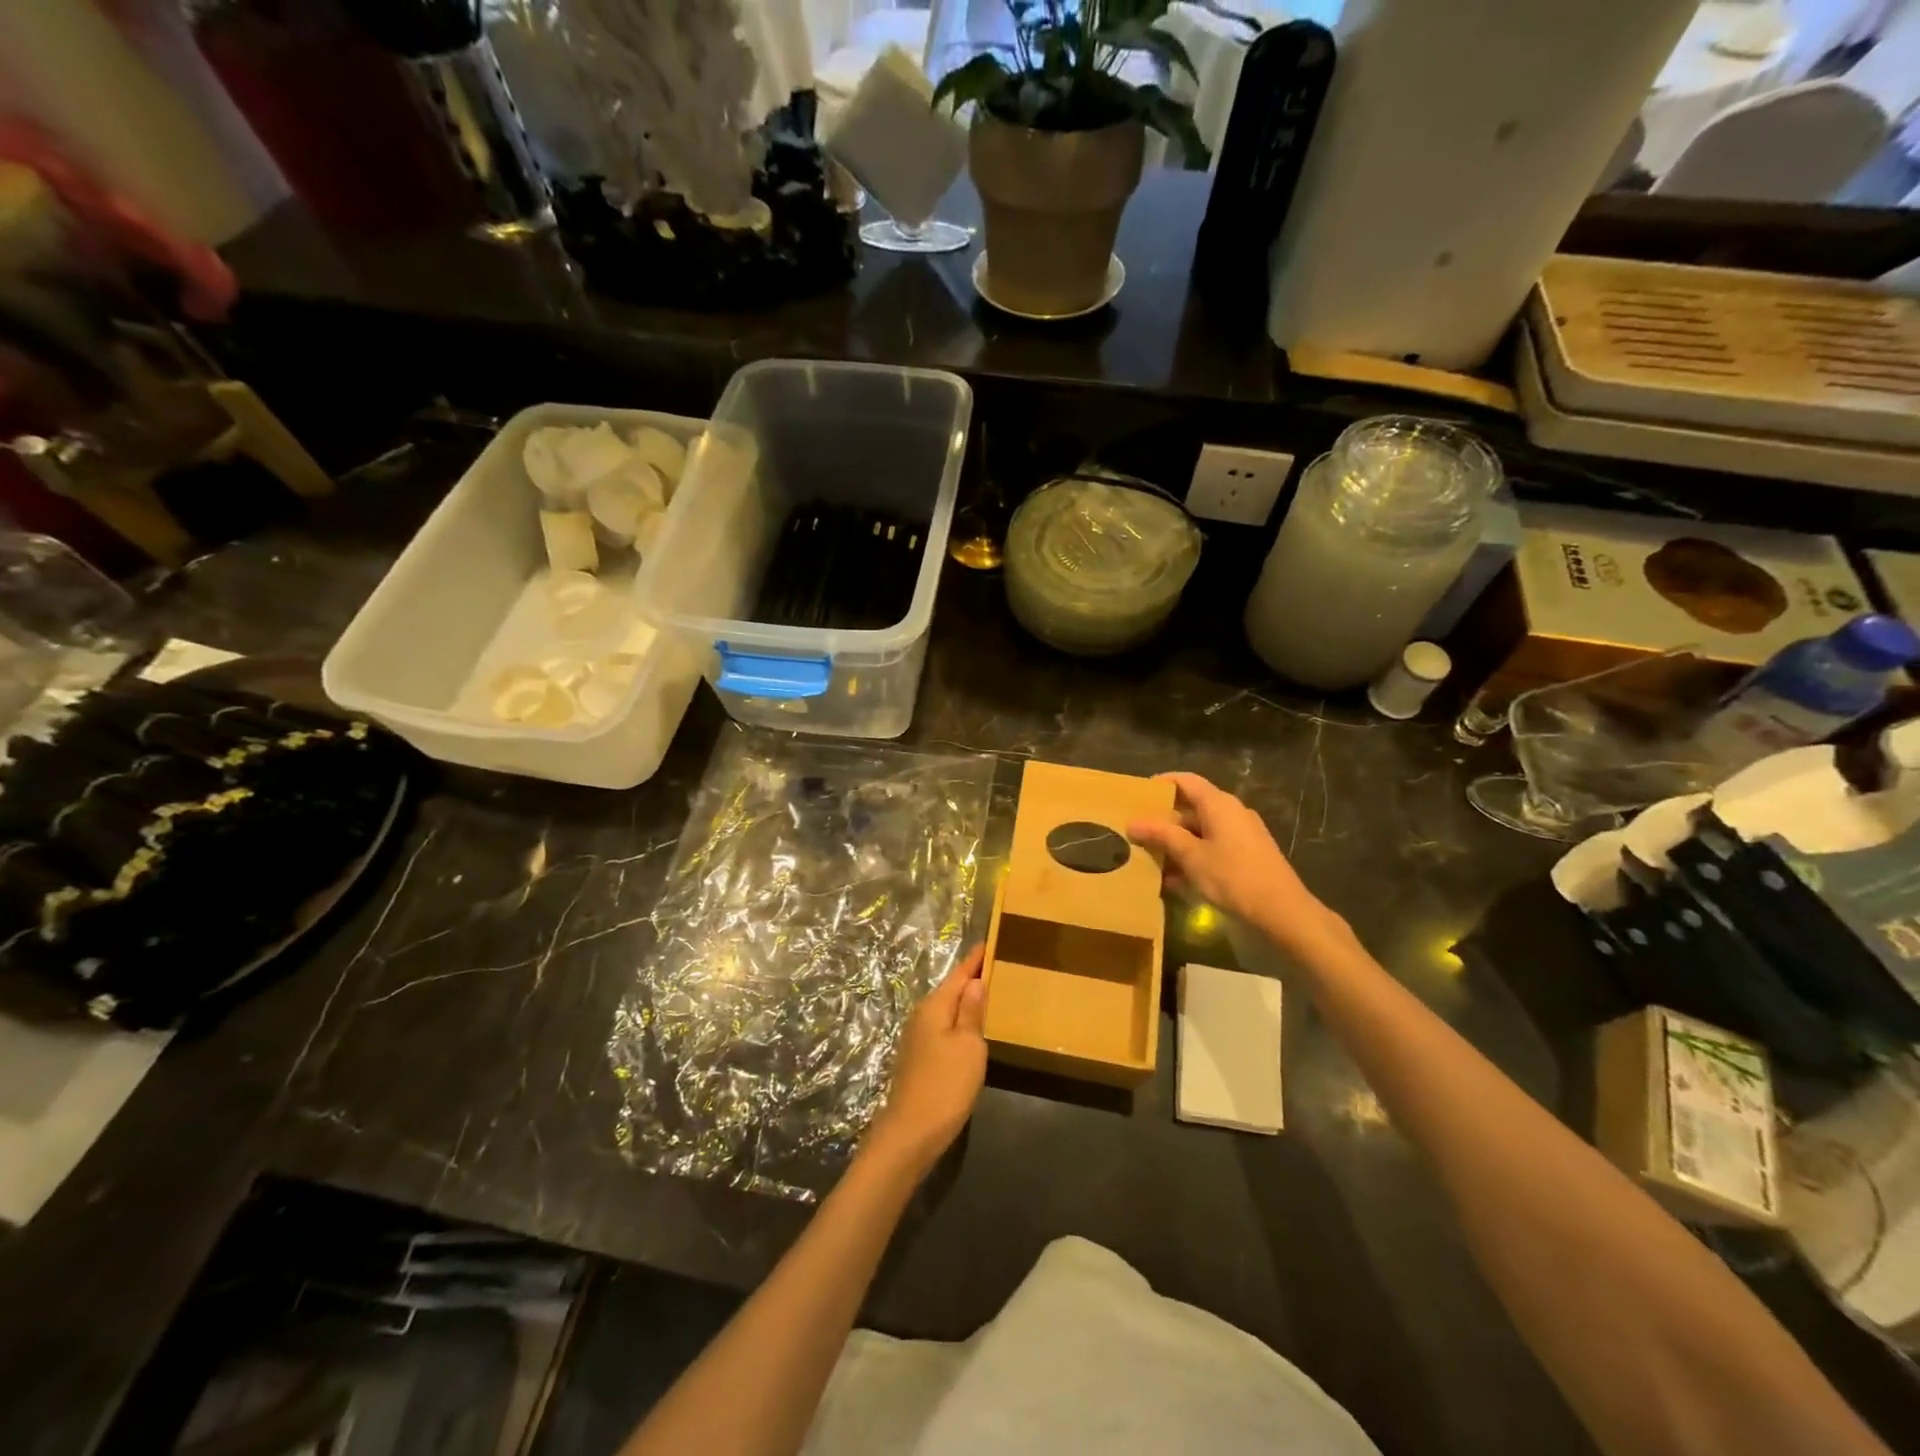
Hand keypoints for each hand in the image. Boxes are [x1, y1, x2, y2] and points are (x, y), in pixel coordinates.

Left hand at [865, 945, 986, 1175]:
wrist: (910, 1134)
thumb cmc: (945, 1085)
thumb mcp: (968, 1046)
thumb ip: (972, 1012)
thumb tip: (975, 982)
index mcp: (935, 1007)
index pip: (959, 974)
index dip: (976, 959)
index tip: (991, 942)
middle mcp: (922, 1016)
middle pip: (951, 990)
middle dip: (972, 978)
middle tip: (998, 967)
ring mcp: (918, 1039)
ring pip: (947, 1011)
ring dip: (966, 1002)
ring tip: (990, 994)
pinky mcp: (919, 1059)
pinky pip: (944, 1029)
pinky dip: (960, 1022)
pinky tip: (972, 1030)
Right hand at [1127, 772, 1333, 943]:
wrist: (1282, 912)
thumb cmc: (1233, 877)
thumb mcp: (1191, 856)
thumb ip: (1162, 836)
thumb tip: (1132, 823)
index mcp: (1219, 804)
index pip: (1185, 781)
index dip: (1161, 784)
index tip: (1137, 796)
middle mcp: (1232, 812)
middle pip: (1191, 807)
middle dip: (1164, 821)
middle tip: (1137, 833)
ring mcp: (1242, 834)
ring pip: (1200, 831)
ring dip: (1176, 844)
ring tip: (1150, 861)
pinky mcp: (1247, 856)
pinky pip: (1212, 848)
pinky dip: (1193, 857)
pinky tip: (1174, 881)